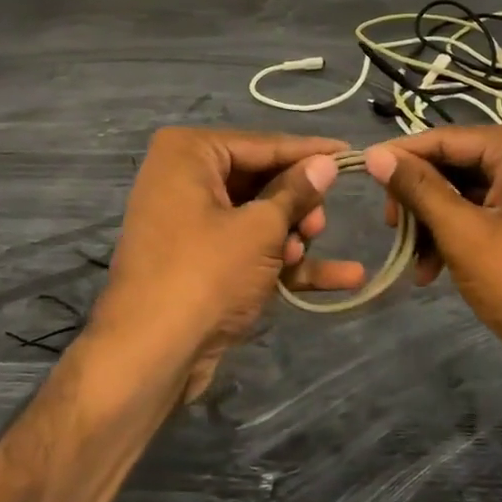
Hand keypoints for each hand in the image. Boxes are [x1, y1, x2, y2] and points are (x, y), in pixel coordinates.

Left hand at [88, 128, 364, 407]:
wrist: (149, 357)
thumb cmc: (205, 274)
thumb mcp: (259, 229)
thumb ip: (296, 192)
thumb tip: (327, 163)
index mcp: (189, 154)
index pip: (263, 145)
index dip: (310, 153)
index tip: (351, 153)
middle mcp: (185, 180)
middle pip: (262, 181)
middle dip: (299, 205)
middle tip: (319, 225)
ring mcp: (192, 225)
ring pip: (259, 218)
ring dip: (292, 237)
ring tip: (305, 253)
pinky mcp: (201, 264)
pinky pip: (251, 250)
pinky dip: (287, 264)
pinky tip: (344, 276)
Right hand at [363, 125, 501, 437]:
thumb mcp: (462, 232)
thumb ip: (417, 188)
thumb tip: (374, 154)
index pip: (446, 138)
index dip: (400, 157)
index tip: (360, 173)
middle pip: (456, 165)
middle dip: (420, 200)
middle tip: (392, 230)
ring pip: (467, 192)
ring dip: (435, 225)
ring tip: (416, 264)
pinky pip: (486, 212)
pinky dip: (459, 236)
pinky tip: (435, 270)